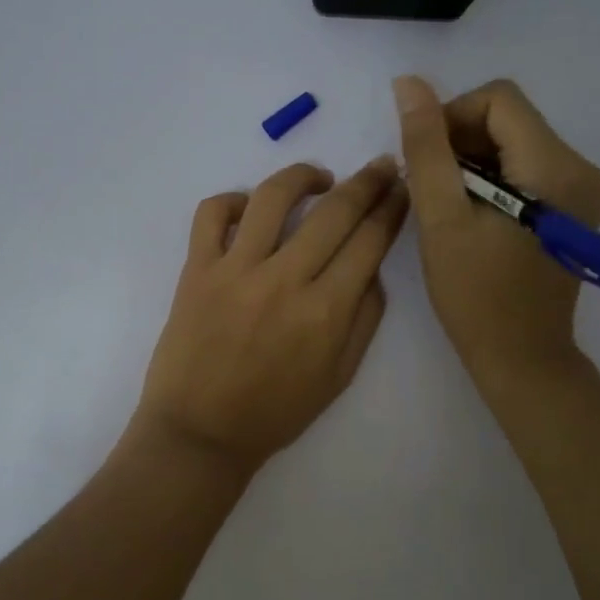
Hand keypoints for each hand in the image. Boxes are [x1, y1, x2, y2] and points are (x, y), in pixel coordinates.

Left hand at [133, 156, 408, 479]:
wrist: (200, 432)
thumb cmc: (274, 413)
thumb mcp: (339, 376)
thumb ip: (364, 319)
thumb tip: (372, 269)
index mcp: (326, 311)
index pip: (370, 241)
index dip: (392, 208)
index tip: (402, 189)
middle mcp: (284, 280)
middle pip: (335, 211)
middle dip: (367, 181)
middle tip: (381, 167)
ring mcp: (235, 270)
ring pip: (273, 196)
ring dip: (303, 176)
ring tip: (319, 178)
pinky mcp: (196, 269)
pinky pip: (212, 214)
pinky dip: (231, 200)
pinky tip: (249, 207)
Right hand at [393, 76, 599, 385]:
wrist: (522, 357)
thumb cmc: (476, 294)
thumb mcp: (442, 217)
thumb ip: (426, 147)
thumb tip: (409, 84)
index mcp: (555, 167)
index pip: (498, 99)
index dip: (451, 117)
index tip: (424, 160)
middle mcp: (581, 167)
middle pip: (508, 118)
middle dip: (460, 140)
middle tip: (430, 187)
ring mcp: (582, 188)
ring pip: (514, 141)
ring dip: (472, 161)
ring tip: (447, 204)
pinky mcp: (574, 206)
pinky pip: (525, 166)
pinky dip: (491, 178)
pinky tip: (471, 213)